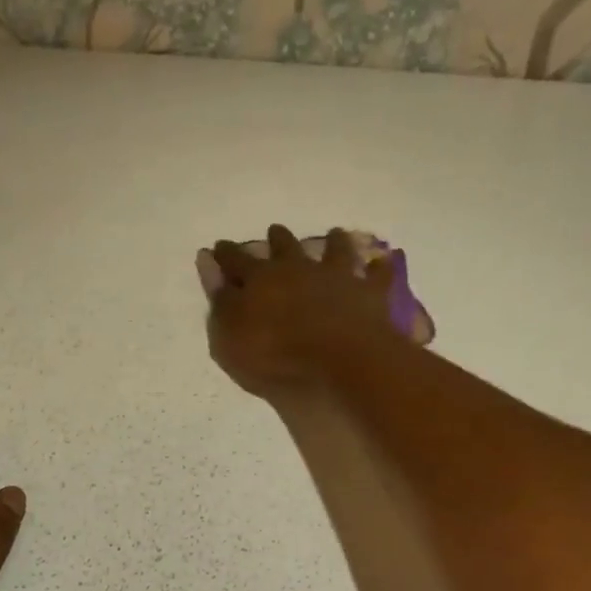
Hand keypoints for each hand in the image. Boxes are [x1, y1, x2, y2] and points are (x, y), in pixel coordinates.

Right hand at [207, 225, 397, 397]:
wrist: (339, 360)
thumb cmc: (274, 355)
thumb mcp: (229, 336)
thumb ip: (220, 301)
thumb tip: (208, 265)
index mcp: (260, 279)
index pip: (236, 261)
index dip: (226, 254)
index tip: (219, 247)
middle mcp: (298, 269)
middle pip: (284, 247)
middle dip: (277, 239)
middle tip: (275, 230)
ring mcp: (337, 277)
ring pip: (334, 250)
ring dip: (333, 241)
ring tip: (334, 233)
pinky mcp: (368, 294)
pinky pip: (377, 276)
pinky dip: (379, 268)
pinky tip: (382, 261)